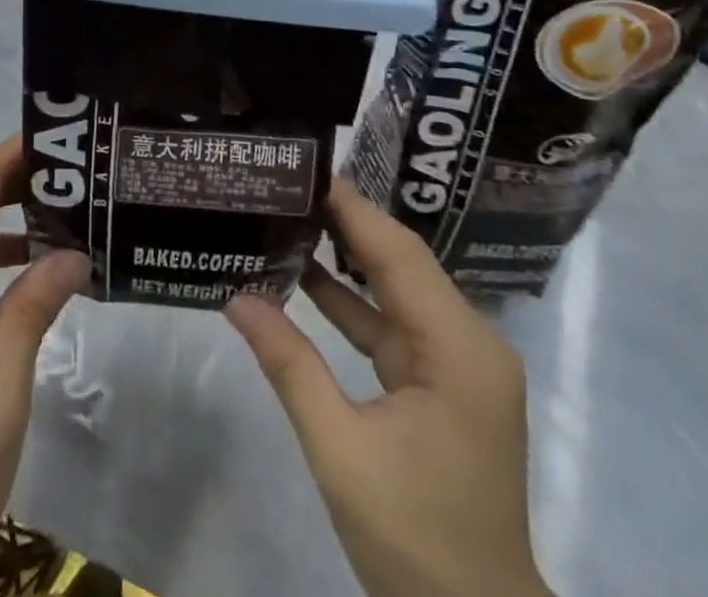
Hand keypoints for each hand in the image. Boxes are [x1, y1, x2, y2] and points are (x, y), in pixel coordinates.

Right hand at [225, 181, 551, 596]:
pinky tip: (307, 279)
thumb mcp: (341, 451)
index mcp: (459, 348)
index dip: (352, 207)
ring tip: (290, 216)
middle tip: (289, 185)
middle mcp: (470, 341)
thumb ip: (290, 366)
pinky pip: (394, 326)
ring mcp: (459, 364)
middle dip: (346, 222)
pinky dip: (354, 305)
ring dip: (347, 260)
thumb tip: (237, 298)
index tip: (306, 167)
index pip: (398, 252)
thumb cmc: (415, 541)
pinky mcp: (445, 385)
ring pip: (397, 290)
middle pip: (401, 262)